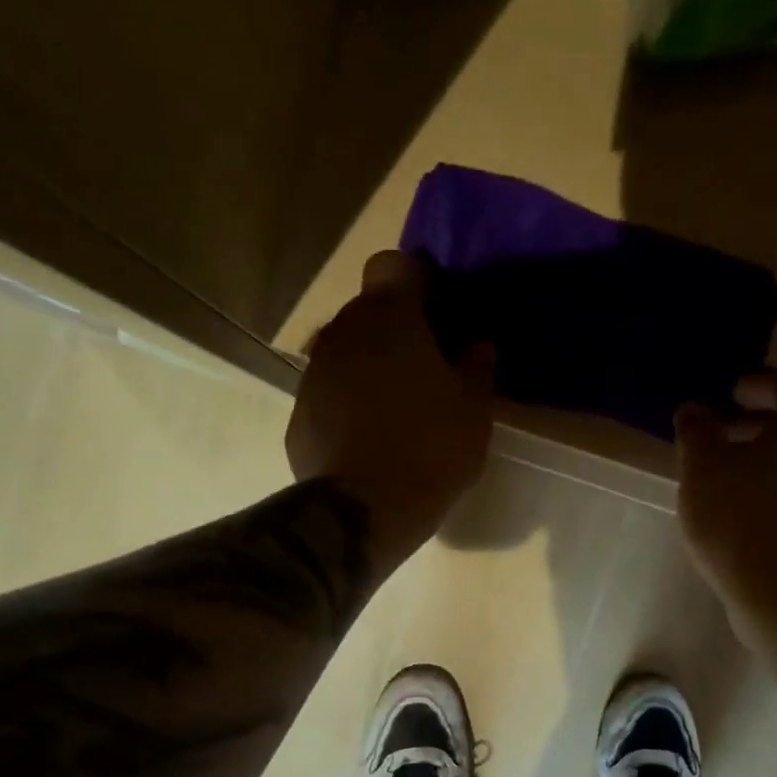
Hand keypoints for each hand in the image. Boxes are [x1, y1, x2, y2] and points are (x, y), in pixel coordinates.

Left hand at [286, 252, 494, 562]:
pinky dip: (347, 403)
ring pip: (346, 351)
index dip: (419, 283)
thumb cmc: (430, 451)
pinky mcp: (298, 412)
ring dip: (370, 367)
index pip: (395, 265)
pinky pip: (329, 392)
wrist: (363, 511)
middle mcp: (343, 332)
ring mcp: (314, 372)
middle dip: (395, 329)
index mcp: (390, 318)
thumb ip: (478, 369)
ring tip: (396, 408)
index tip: (439, 315)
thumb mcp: (474, 413)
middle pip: (369, 311)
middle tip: (425, 368)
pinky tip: (368, 438)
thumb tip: (478, 346)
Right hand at [674, 369, 776, 622]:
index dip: (756, 383)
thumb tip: (694, 409)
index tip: (727, 395)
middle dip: (758, 421)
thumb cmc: (741, 518)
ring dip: (766, 457)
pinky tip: (743, 508)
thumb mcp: (703, 467)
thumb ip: (696, 430)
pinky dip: (775, 487)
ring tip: (725, 474)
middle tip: (720, 433)